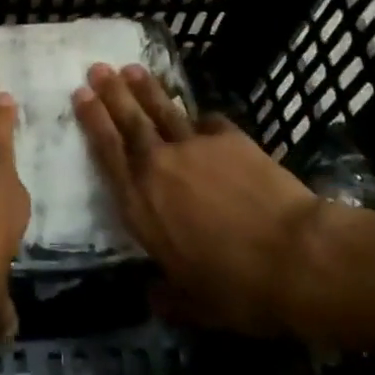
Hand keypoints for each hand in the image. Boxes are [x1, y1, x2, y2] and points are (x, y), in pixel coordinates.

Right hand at [73, 63, 328, 337]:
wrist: (294, 256)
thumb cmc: (237, 287)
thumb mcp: (196, 305)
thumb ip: (169, 297)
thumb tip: (152, 299)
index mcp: (140, 205)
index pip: (107, 152)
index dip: (92, 121)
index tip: (80, 95)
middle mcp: (158, 167)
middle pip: (129, 121)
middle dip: (111, 93)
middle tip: (97, 68)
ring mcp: (194, 147)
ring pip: (162, 111)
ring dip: (145, 89)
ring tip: (131, 69)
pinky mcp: (230, 139)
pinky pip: (208, 122)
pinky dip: (200, 118)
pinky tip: (199, 113)